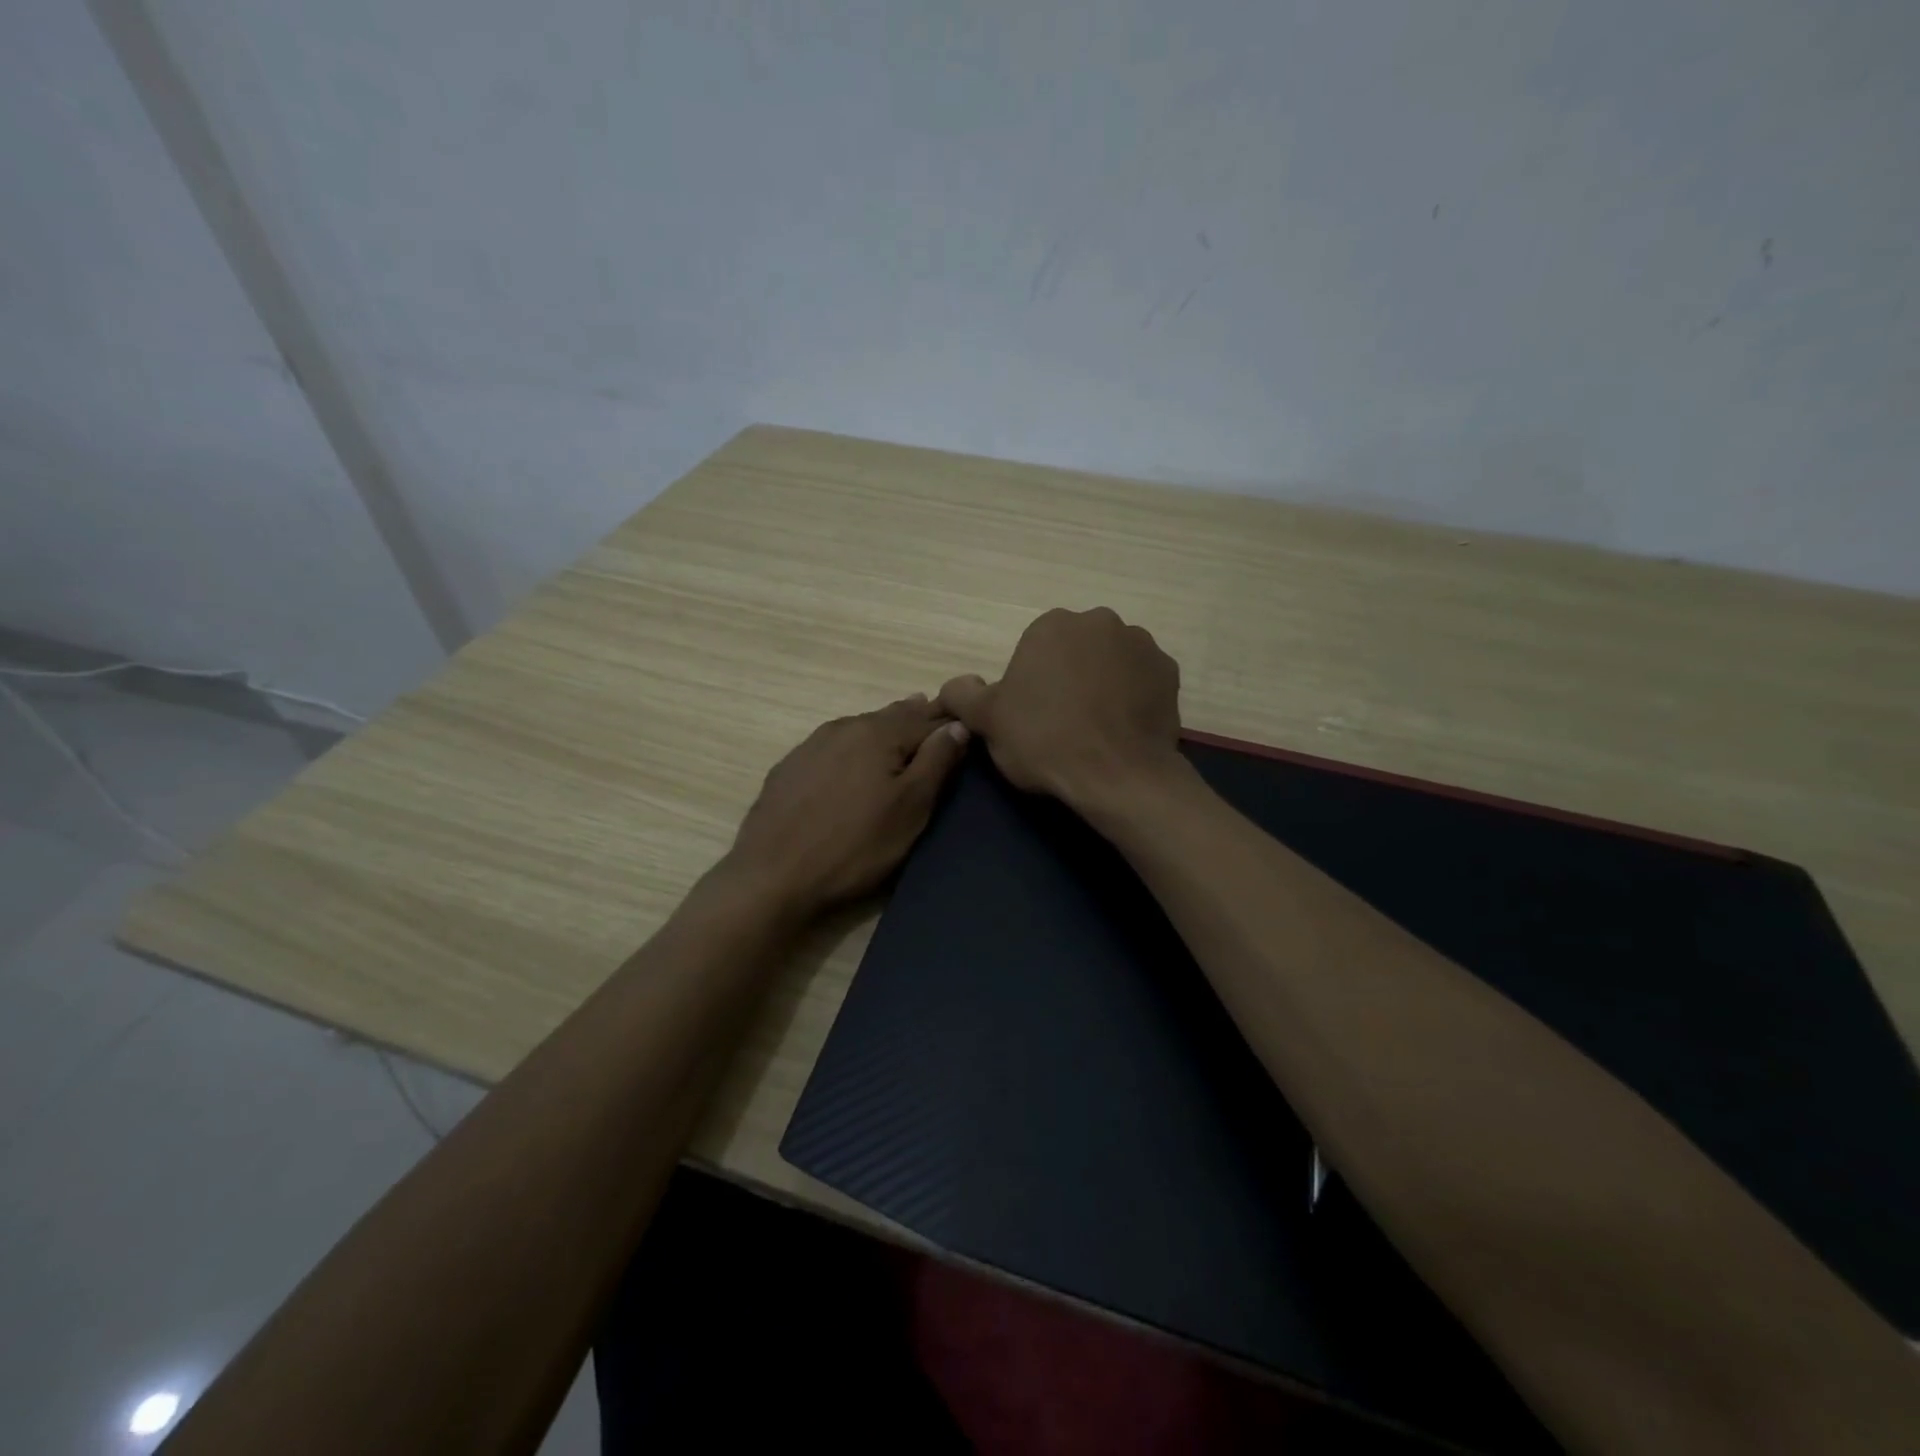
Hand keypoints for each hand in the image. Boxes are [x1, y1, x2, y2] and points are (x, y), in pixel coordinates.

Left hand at [722, 695, 970, 917]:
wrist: (772, 875)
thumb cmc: (855, 845)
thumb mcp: (910, 808)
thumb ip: (937, 761)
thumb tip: (957, 724)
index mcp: (879, 732)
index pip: (928, 718)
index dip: (951, 723)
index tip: (970, 725)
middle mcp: (845, 726)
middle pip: (893, 716)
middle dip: (918, 719)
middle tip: (939, 721)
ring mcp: (812, 744)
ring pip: (861, 727)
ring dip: (886, 729)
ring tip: (903, 730)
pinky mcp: (790, 767)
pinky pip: (834, 745)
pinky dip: (854, 747)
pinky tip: (854, 759)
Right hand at [938, 607, 1184, 816]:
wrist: (1117, 775)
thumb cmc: (1045, 741)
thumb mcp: (988, 721)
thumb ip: (963, 695)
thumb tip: (954, 686)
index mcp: (1052, 625)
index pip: (1034, 652)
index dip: (1031, 686)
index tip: (1033, 718)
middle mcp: (1099, 622)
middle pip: (1075, 651)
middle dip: (1069, 677)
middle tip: (1063, 723)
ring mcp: (1140, 644)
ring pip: (1110, 662)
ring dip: (1102, 684)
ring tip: (1096, 728)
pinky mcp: (1169, 672)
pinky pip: (1141, 680)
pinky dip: (1132, 697)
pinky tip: (1123, 728)